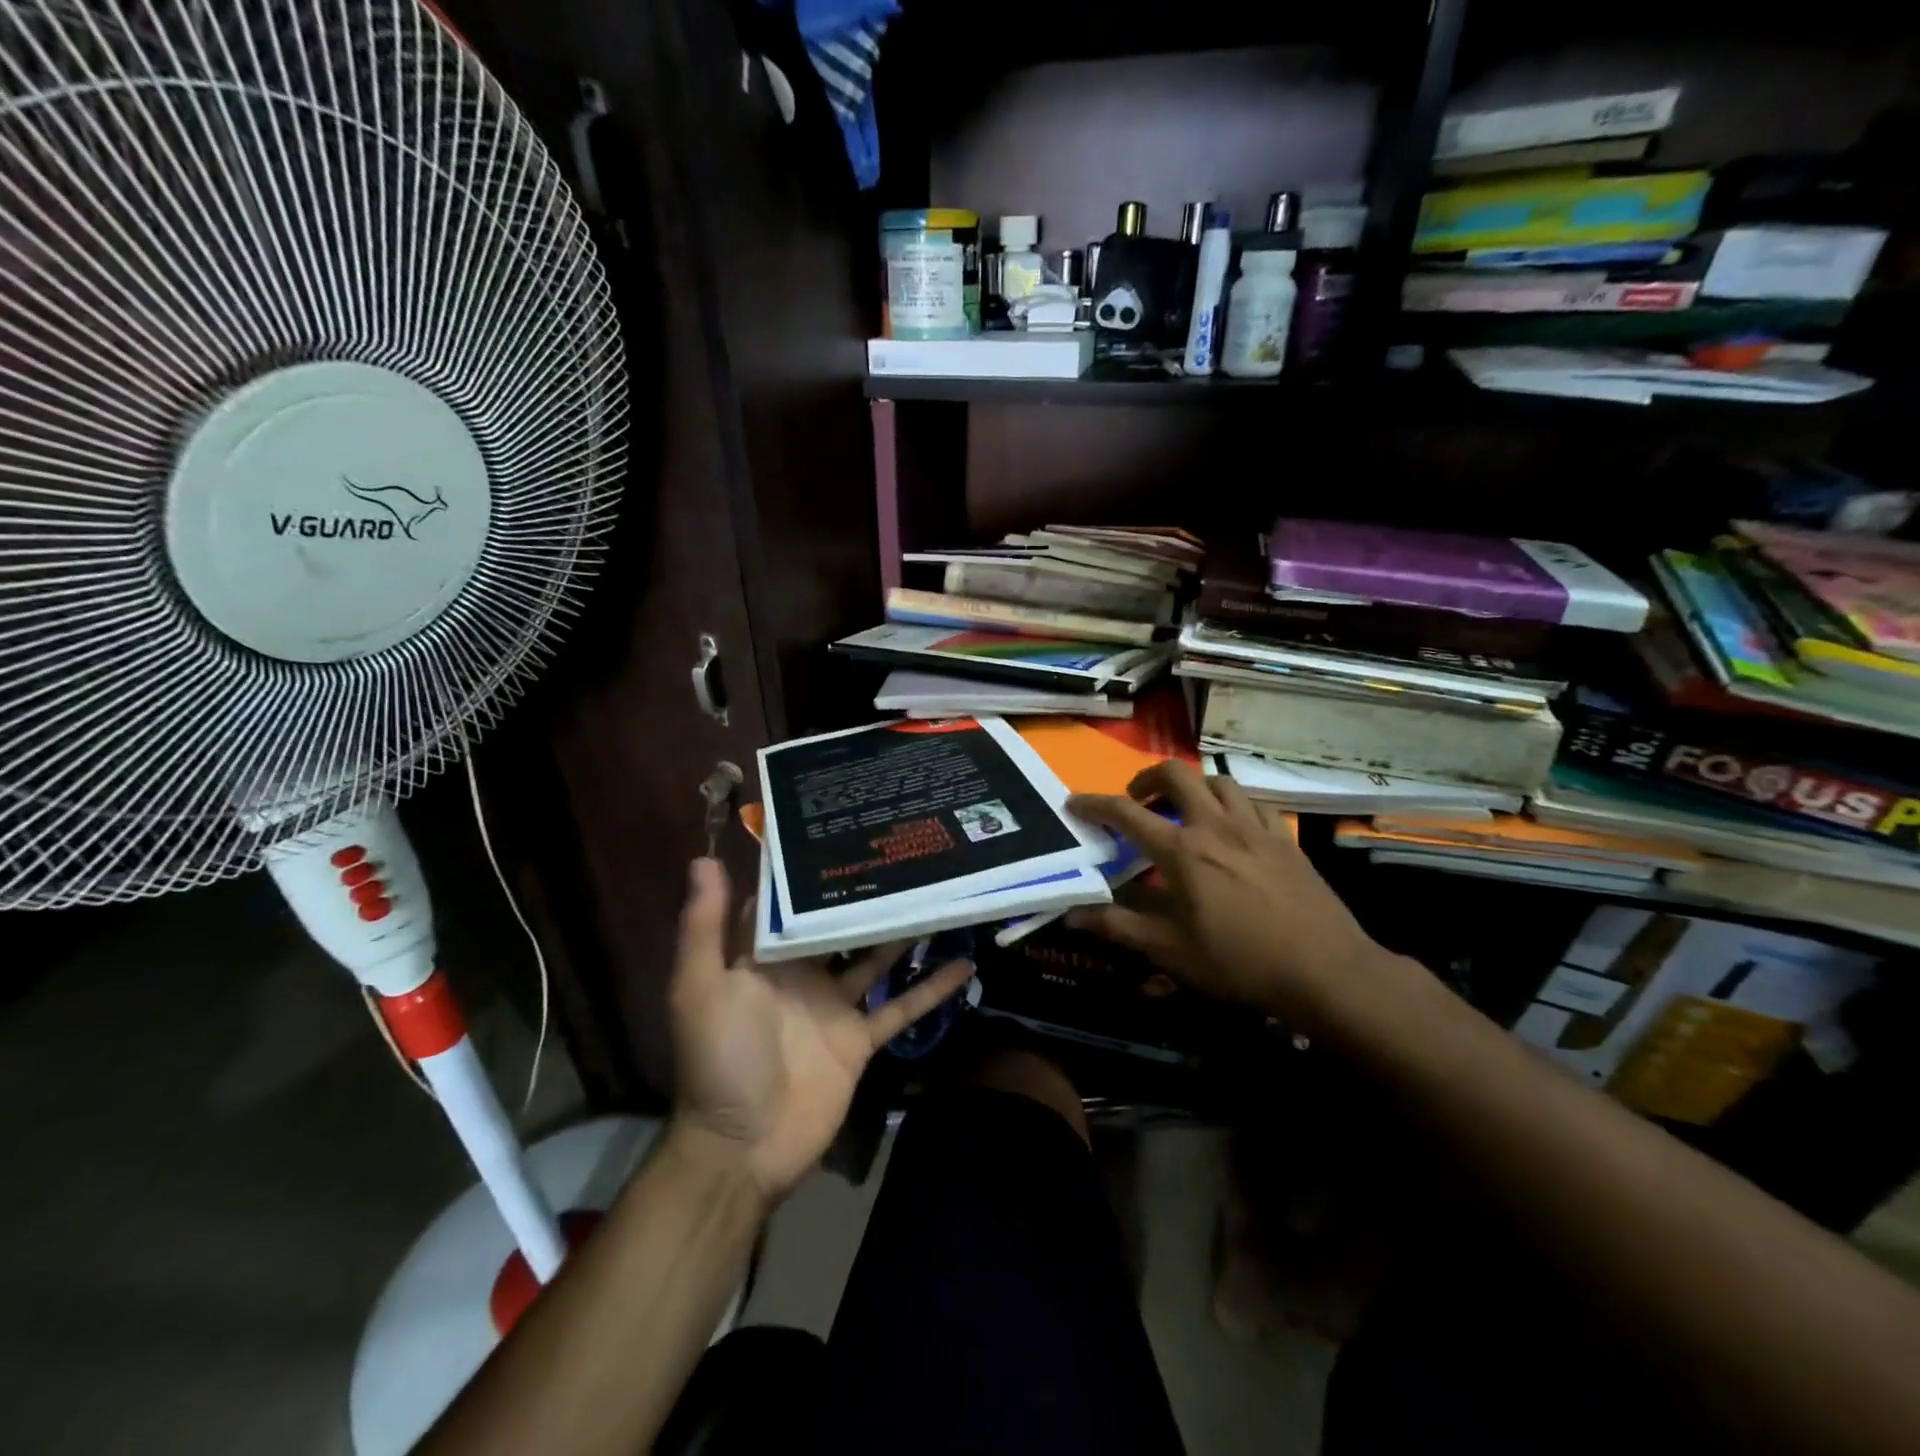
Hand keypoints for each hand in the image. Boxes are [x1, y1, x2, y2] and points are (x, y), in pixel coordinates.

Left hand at [667, 859, 973, 1202]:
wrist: (743, 1148)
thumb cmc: (719, 1059)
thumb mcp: (701, 988)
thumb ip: (705, 927)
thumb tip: (704, 860)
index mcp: (764, 957)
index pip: (789, 903)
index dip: (809, 869)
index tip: (839, 828)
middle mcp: (802, 973)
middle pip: (838, 924)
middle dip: (864, 893)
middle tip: (903, 852)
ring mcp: (834, 1005)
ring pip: (876, 957)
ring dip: (903, 931)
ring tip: (938, 892)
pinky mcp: (860, 1038)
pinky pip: (900, 1007)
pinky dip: (930, 988)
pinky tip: (964, 964)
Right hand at [1067, 761, 1388, 1029]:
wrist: (1326, 971)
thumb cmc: (1240, 963)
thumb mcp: (1171, 951)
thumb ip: (1119, 927)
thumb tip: (1073, 914)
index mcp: (1182, 851)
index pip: (1126, 814)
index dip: (1094, 804)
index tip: (1074, 803)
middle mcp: (1215, 826)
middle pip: (1175, 774)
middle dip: (1147, 778)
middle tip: (1138, 801)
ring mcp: (1254, 827)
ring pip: (1217, 781)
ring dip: (1191, 787)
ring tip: (1183, 810)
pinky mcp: (1284, 837)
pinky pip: (1253, 802)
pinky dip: (1231, 803)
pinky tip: (1231, 825)